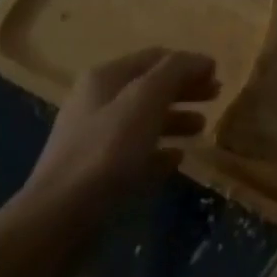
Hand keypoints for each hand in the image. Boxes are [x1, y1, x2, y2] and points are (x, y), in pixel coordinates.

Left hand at [18, 48, 219, 220]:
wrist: (58, 219)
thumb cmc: (107, 151)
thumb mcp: (146, 99)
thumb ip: (176, 72)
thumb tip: (203, 59)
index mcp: (105, 77)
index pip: (155, 57)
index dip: (188, 63)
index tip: (218, 74)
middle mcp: (97, 102)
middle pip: (150, 87)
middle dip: (185, 89)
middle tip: (217, 97)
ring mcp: (94, 139)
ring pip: (144, 120)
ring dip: (175, 119)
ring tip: (202, 128)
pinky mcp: (97, 174)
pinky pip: (136, 153)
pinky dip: (159, 150)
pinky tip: (177, 159)